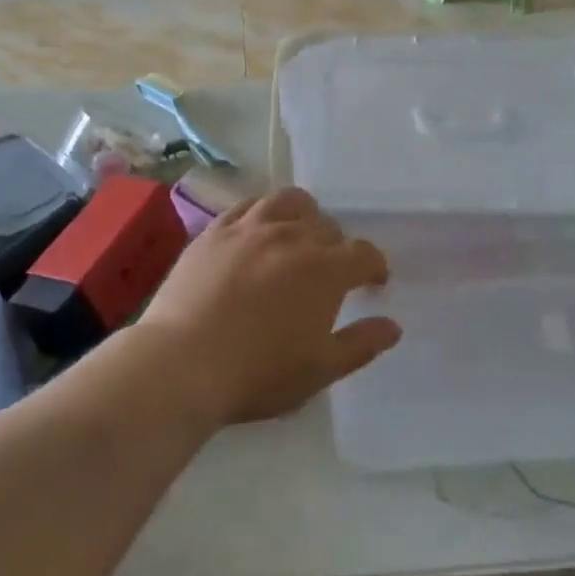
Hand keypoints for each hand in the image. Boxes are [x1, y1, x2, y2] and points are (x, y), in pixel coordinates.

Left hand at [137, 189, 400, 426]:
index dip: (374, 266)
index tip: (374, 281)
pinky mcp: (214, 230)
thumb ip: (360, 344)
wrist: (182, 363)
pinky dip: (262, 211)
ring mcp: (249, 228)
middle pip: (326, 226)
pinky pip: (247, 205)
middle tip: (331, 270)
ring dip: (303, 215)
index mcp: (324, 269)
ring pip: (288, 202)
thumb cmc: (257, 373)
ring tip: (298, 234)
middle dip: (337, 246)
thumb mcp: (319, 370)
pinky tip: (258, 228)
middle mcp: (291, 237)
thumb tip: (393, 326)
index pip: (363, 254)